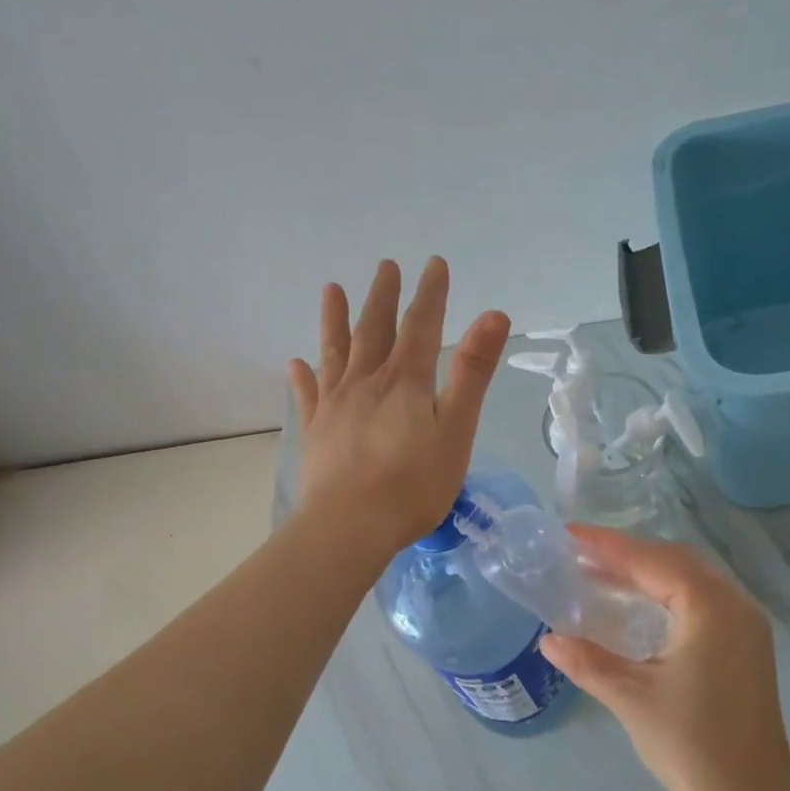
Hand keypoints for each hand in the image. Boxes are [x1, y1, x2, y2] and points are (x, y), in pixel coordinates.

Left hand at [289, 257, 509, 555]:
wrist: (350, 526)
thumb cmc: (413, 484)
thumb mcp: (456, 428)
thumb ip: (472, 372)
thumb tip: (493, 314)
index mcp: (405, 381)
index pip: (421, 326)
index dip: (430, 294)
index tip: (434, 264)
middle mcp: (366, 382)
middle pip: (374, 330)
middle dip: (384, 297)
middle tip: (386, 266)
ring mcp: (335, 406)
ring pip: (336, 353)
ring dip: (335, 320)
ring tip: (331, 290)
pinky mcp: (316, 433)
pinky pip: (308, 396)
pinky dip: (303, 377)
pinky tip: (296, 363)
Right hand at [540, 527, 789, 790]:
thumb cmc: (691, 746)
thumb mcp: (630, 698)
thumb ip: (587, 661)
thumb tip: (547, 639)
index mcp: (709, 607)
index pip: (650, 561)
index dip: (606, 545)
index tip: (568, 534)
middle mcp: (734, 604)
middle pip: (674, 559)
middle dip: (627, 552)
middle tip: (581, 554)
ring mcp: (746, 624)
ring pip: (692, 576)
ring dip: (649, 570)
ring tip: (603, 573)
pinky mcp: (746, 644)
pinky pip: (703, 597)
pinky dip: (668, 590)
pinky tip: (641, 604)